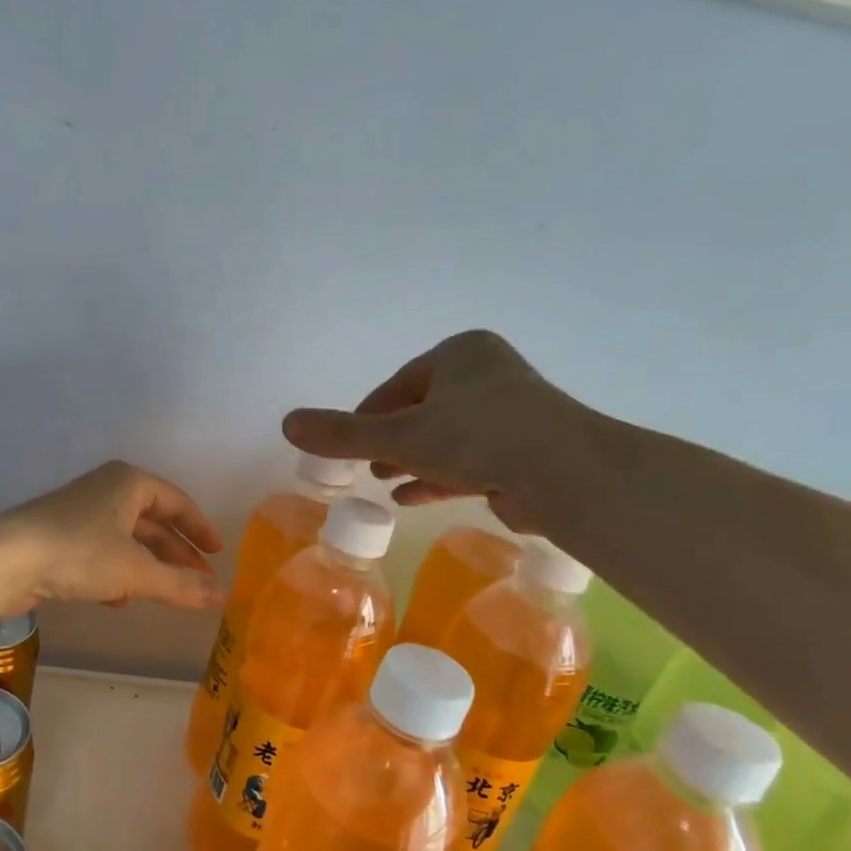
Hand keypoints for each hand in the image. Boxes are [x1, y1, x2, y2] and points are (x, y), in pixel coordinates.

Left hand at [0, 461, 223, 611]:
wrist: (5, 560)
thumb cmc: (79, 553)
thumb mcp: (136, 571)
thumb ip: (180, 585)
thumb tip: (220, 595)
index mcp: (128, 483)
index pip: (176, 502)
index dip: (199, 528)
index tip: (217, 553)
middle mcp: (106, 491)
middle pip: (152, 522)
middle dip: (175, 553)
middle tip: (198, 581)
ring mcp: (80, 514)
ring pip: (126, 540)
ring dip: (147, 567)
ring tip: (166, 594)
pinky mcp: (60, 539)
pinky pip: (101, 553)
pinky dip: (117, 573)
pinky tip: (118, 599)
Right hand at [282, 330, 582, 527]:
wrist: (564, 473)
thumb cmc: (476, 437)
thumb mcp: (399, 436)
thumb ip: (343, 433)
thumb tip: (286, 423)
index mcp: (460, 354)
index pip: (399, 384)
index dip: (368, 415)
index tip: (348, 444)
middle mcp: (488, 375)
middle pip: (423, 409)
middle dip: (392, 439)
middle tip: (366, 465)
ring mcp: (512, 414)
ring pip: (447, 437)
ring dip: (413, 460)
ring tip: (385, 480)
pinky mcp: (525, 450)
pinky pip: (471, 460)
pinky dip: (440, 476)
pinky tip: (412, 496)